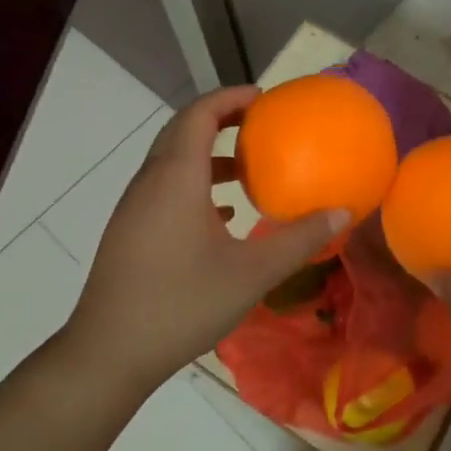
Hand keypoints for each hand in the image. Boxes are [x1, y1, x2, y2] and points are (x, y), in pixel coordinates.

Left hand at [65, 86, 347, 395]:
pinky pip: (165, 188)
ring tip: (248, 171)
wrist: (109, 353)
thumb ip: (299, 239)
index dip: (230, 97)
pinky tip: (223, 216)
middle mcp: (150, 181)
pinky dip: (195, 185)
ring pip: (172, 161)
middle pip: (183, 130)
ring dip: (209, 155)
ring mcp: (135, 207)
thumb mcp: (252, 273)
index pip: (199, 113)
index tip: (265, 99)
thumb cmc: (182, 303)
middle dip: (221, 119)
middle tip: (261, 124)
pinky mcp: (130, 231)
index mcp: (176, 177)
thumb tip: (342, 212)